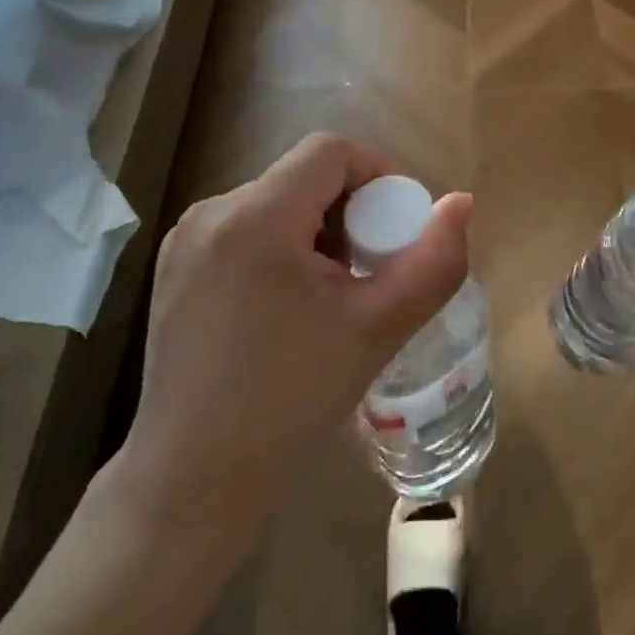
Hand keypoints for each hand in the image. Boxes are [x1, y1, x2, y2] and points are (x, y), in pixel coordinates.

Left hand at [108, 133, 471, 534]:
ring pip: (275, 202)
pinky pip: (244, 229)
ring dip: (317, 231)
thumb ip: (434, 261)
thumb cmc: (291, 402)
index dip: (378, 175)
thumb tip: (461, 203)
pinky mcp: (173, 268)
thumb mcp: (378, 328)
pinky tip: (288, 306)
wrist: (192, 483)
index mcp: (256, 217)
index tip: (397, 228)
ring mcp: (184, 241)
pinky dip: (281, 247)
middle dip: (350, 211)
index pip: (330, 151)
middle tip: (370, 270)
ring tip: (332, 294)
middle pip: (303, 177)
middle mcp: (211, 212)